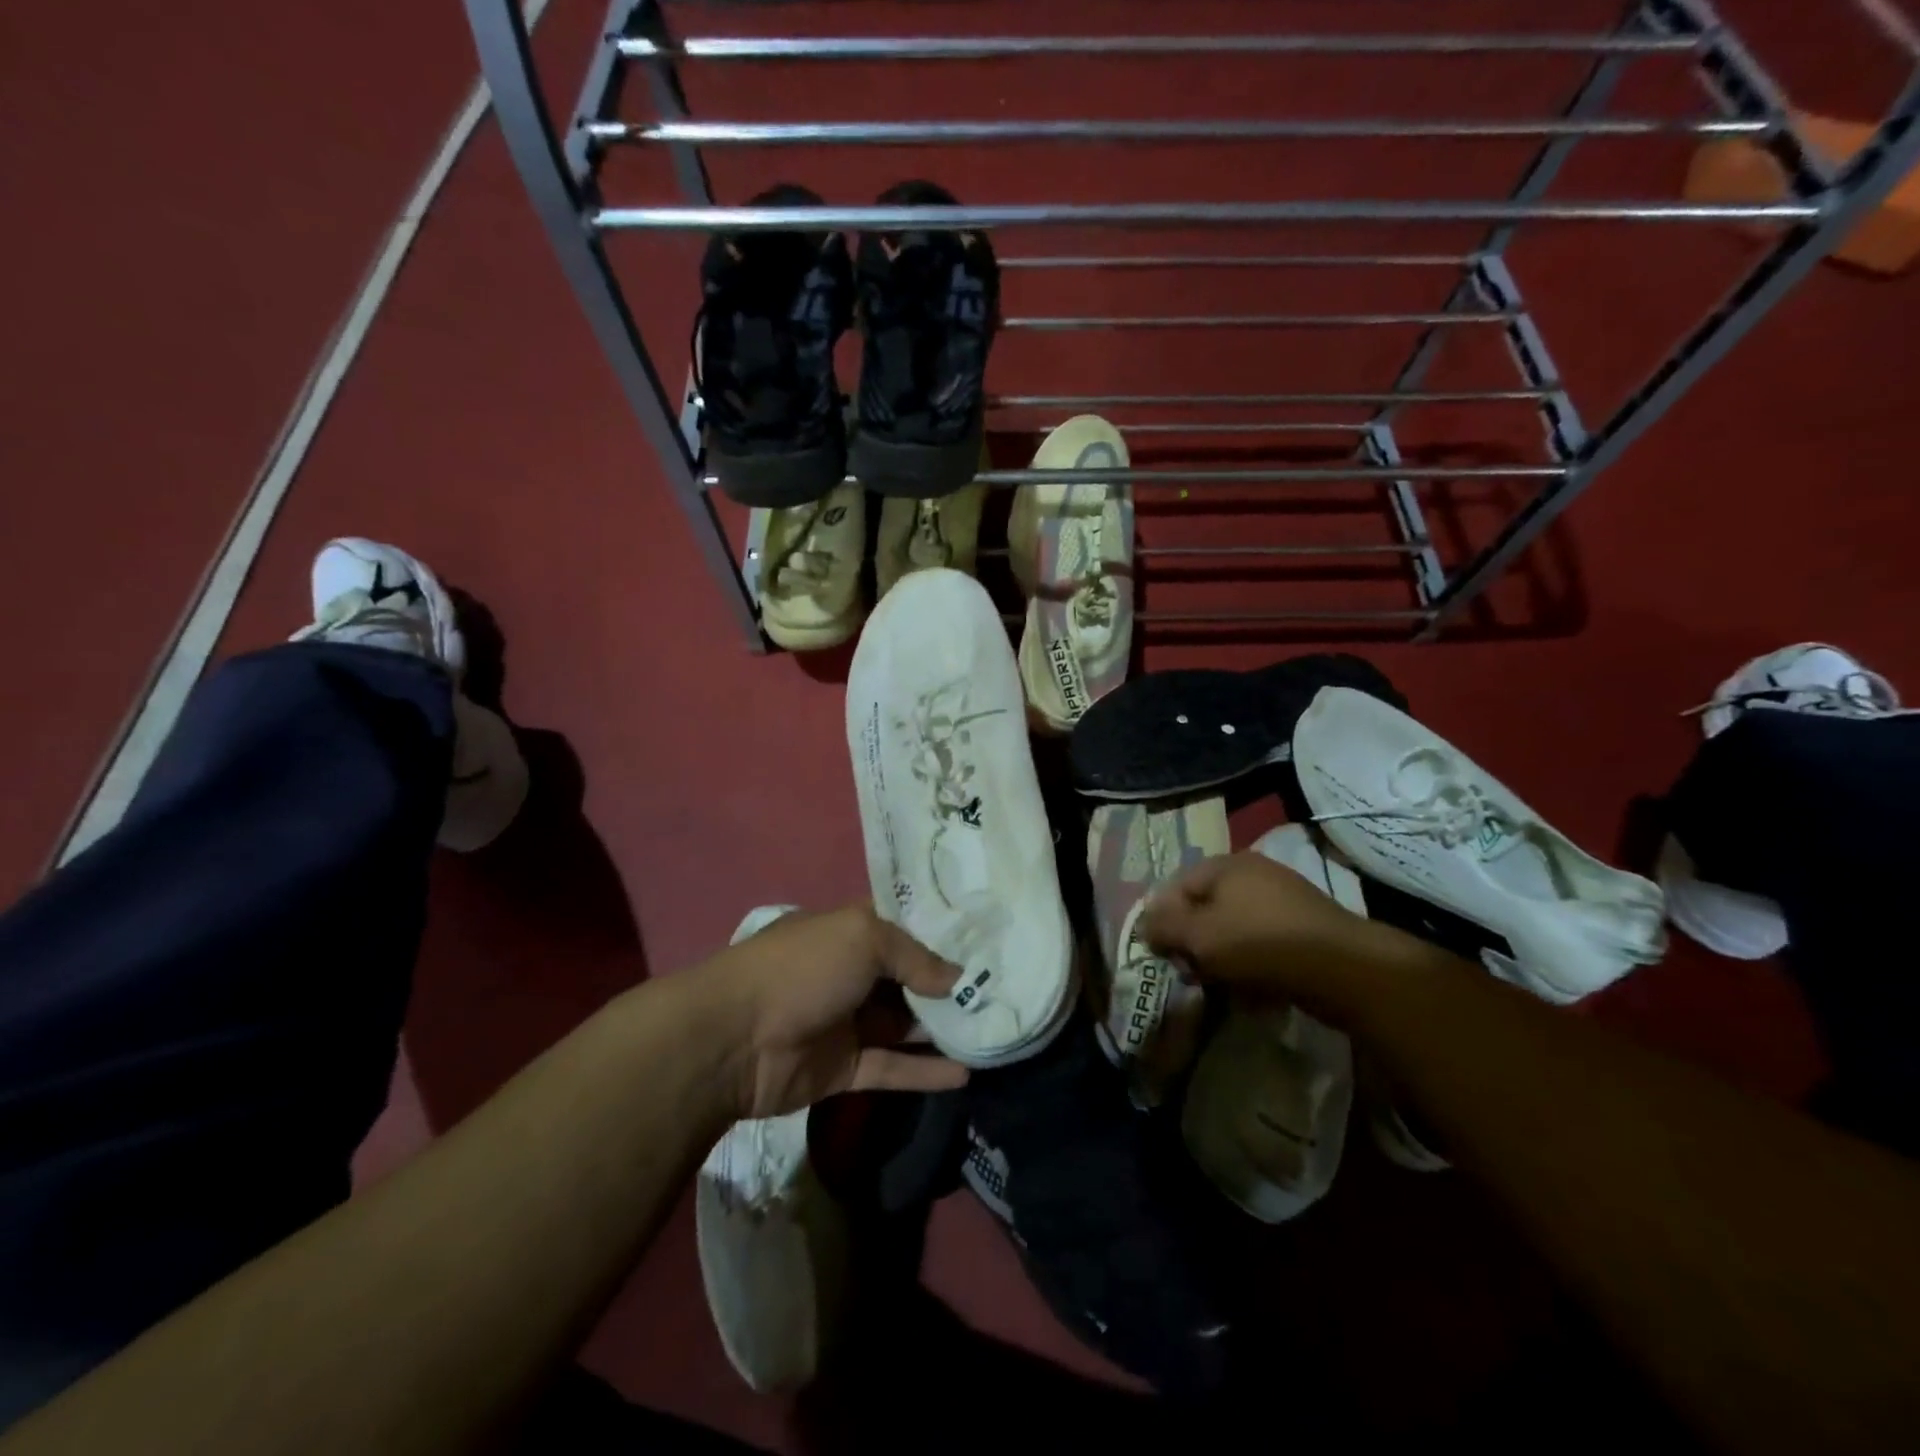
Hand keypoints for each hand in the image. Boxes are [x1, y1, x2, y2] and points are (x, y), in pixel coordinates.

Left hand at [701, 905, 970, 1119]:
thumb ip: (914, 957)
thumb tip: (956, 979)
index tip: (986, 941)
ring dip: (942, 1030)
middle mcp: (851, 973)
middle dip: (949, 986)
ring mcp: (848, 1022)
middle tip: (1001, 993)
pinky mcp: (844, 1069)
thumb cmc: (802, 968)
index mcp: (850, 932)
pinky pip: (892, 1068)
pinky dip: (925, 1071)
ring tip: (993, 1032)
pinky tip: (966, 1074)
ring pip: (904, 1025)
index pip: (904, 927)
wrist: (734, 1038)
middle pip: (909, 979)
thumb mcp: (863, 938)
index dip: (941, 933)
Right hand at [1140, 851, 1385, 1018]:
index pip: (1175, 888)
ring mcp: (1282, 900)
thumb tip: (1146, 927)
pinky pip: (1262, 944)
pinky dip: (1251, 965)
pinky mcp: (1304, 928)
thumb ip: (1163, 928)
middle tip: (1191, 972)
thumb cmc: (1259, 943)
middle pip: (1205, 909)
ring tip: (1221, 986)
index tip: (1162, 955)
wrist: (1344, 969)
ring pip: (1233, 929)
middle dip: (1193, 942)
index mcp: (1225, 865)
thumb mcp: (1198, 936)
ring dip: (1221, 958)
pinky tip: (1253, 990)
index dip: (1162, 921)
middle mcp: (1253, 874)